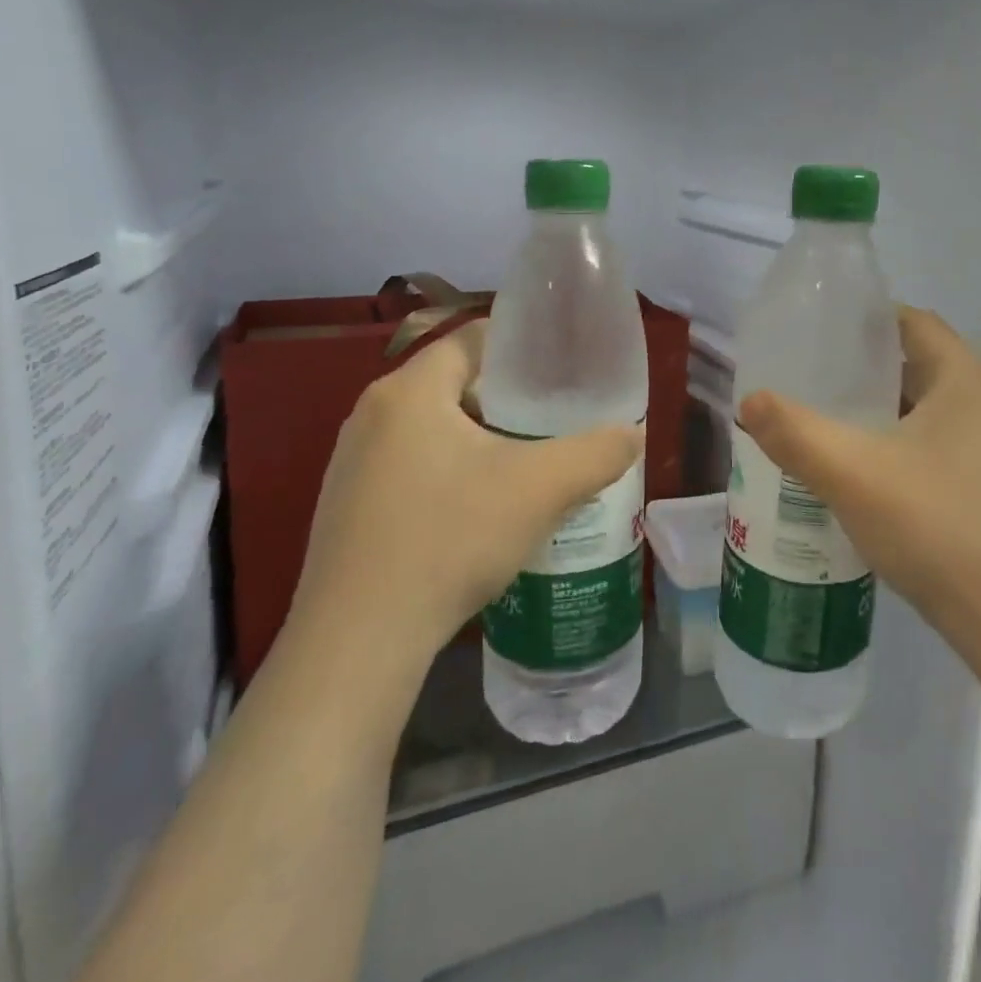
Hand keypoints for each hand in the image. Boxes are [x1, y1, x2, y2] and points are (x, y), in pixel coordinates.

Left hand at [289, 321, 642, 668]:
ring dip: (478, 439)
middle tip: (553, 420)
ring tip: (526, 464)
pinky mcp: (347, 507)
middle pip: (453, 384)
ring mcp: (352, 463)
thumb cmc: (450, 539)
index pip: (472, 340)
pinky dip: (449, 473)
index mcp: (409, 390)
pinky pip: (410, 467)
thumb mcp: (541, 489)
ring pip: (432, 429)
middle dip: (506, 399)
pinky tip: (479, 512)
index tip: (561, 370)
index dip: (521, 347)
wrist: (359, 641)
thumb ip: (597, 453)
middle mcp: (372, 414)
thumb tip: (633, 435)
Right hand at [737, 307, 980, 650]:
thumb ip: (794, 432)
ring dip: (880, 416)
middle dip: (862, 372)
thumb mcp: (852, 474)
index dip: (862, 320)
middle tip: (807, 381)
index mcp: (967, 378)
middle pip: (917, 366)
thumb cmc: (940, 526)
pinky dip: (899, 451)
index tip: (815, 333)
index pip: (911, 322)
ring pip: (927, 414)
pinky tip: (862, 478)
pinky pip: (939, 450)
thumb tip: (750, 401)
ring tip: (825, 426)